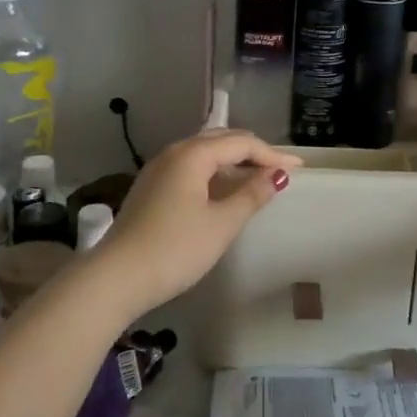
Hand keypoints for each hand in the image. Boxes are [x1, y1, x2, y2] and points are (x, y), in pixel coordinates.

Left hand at [92, 129, 300, 318]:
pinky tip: (224, 189)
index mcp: (193, 154)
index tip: (298, 169)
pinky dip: (214, 172)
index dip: (272, 155)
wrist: (118, 277)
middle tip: (280, 169)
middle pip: (221, 140)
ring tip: (257, 177)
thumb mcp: (222, 224)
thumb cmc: (176, 248)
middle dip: (253, 152)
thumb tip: (276, 176)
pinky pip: (191, 167)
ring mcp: (159, 169)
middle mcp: (174, 152)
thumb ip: (251, 195)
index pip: (241, 143)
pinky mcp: (151, 187)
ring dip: (233, 161)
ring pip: (204, 153)